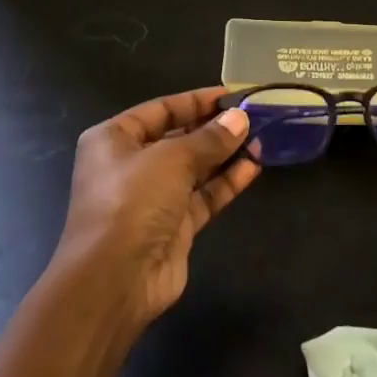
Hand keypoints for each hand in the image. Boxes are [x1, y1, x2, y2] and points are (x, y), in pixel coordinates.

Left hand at [52, 87, 259, 328]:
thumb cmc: (133, 201)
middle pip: (179, 137)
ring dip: (225, 154)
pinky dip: (226, 182)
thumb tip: (240, 118)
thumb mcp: (172, 158)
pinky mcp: (173, 226)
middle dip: (215, 128)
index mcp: (115, 139)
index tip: (233, 95)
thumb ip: (209, 138)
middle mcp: (131, 165)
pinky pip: (203, 196)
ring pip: (195, 168)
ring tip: (261, 139)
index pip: (161, 109)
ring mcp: (152, 197)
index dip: (197, 101)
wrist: (114, 281)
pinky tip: (254, 167)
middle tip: (254, 117)